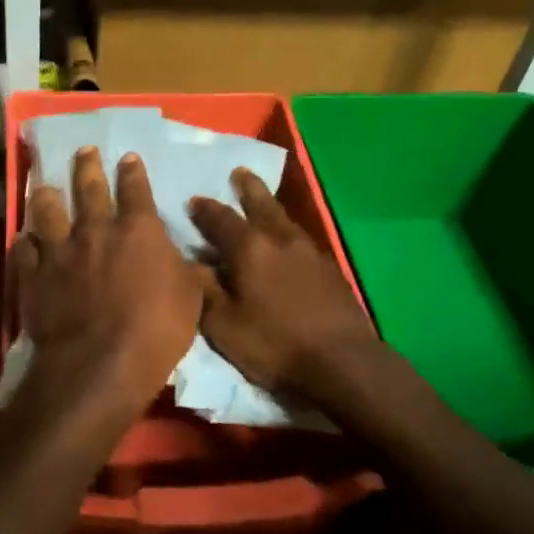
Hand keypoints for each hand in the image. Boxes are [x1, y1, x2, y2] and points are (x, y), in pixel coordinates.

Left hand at [12, 146, 202, 414]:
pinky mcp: (34, 277)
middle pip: (88, 189)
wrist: (99, 364)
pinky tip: (24, 238)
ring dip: (47, 196)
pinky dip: (25, 242)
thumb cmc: (156, 330)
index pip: (136, 190)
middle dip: (87, 167)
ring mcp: (60, 252)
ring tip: (44, 185)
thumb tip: (189, 258)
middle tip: (84, 151)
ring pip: (48, 212)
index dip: (133, 172)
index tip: (128, 157)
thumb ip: (185, 270)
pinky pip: (25, 251)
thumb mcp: (191, 298)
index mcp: (138, 230)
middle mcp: (96, 230)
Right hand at [188, 170, 379, 403]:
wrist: (342, 361)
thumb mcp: (224, 325)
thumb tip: (191, 263)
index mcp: (250, 249)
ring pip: (284, 219)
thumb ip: (205, 290)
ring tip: (261, 200)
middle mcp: (280, 240)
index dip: (205, 210)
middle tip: (239, 172)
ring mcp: (309, 252)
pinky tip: (287, 240)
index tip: (194, 201)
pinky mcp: (329, 269)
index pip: (221, 219)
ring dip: (269, 205)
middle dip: (247, 188)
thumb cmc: (274, 344)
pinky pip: (301, 238)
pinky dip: (287, 231)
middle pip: (261, 205)